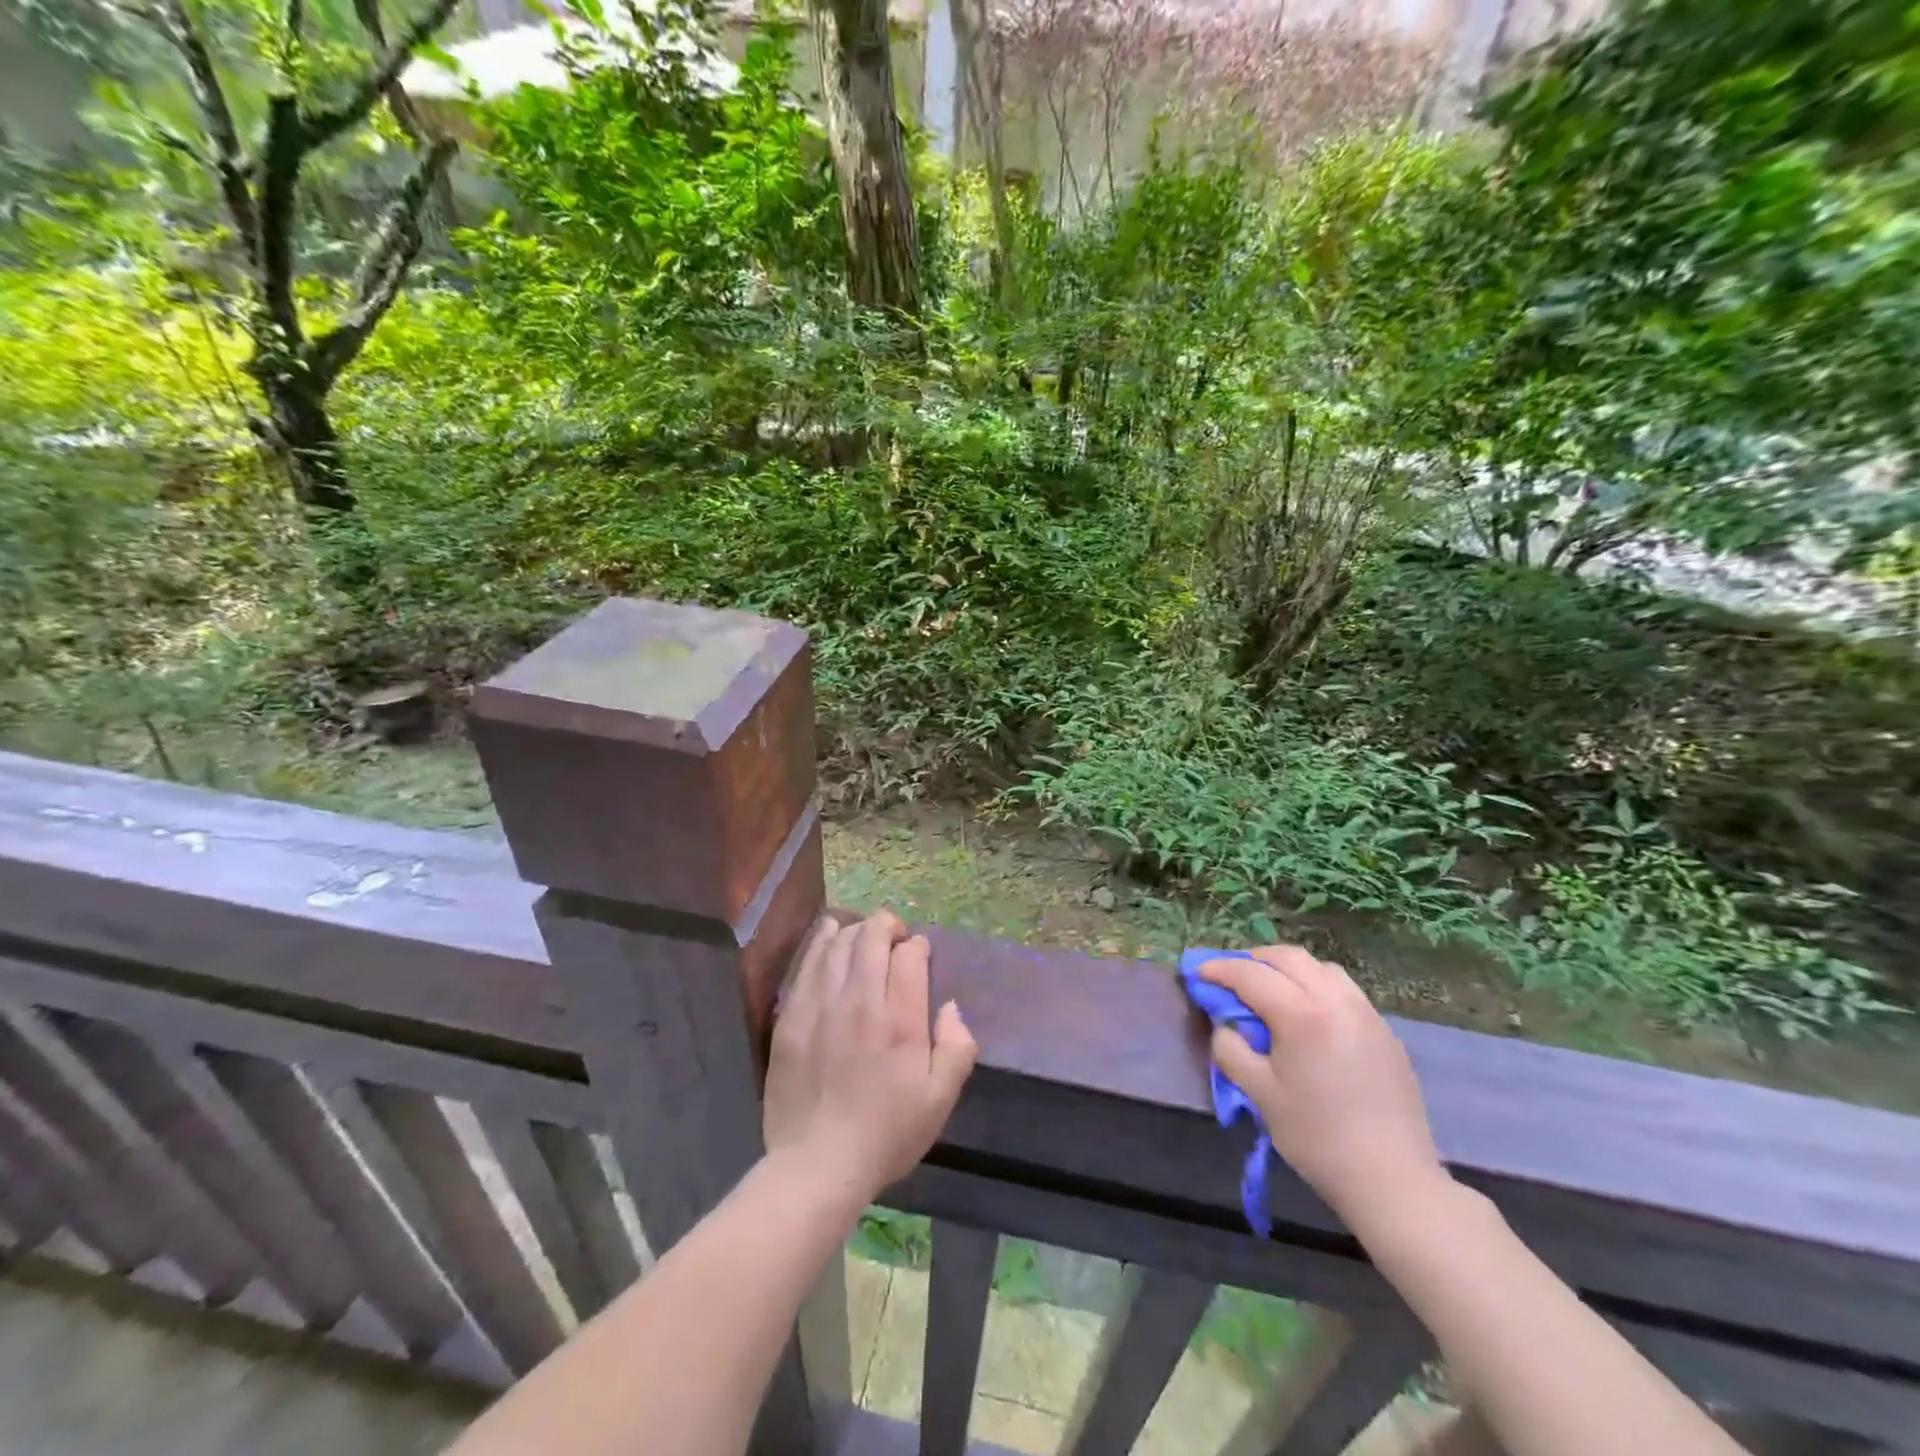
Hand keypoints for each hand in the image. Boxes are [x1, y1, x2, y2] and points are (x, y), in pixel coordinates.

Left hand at [764, 911, 977, 1199]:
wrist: (817, 1163)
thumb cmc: (886, 1133)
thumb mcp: (940, 1099)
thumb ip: (957, 1047)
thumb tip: (950, 1007)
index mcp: (901, 1020)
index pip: (909, 955)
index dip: (917, 947)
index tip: (919, 957)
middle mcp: (860, 1001)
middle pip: (872, 938)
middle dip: (887, 926)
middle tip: (894, 937)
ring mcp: (821, 1004)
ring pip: (839, 944)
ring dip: (856, 930)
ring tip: (864, 935)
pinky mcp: (791, 1014)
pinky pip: (808, 963)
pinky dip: (822, 941)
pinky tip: (829, 934)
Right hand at [1201, 946, 1448, 1231]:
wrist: (1392, 1181)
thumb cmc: (1317, 1137)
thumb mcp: (1259, 1093)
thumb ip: (1231, 1049)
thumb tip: (1226, 1026)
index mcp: (1302, 1014)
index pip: (1251, 975)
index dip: (1220, 970)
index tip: (1199, 973)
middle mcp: (1336, 1001)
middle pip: (1289, 958)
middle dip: (1254, 960)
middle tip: (1232, 978)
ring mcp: (1366, 1014)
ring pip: (1321, 968)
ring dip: (1289, 970)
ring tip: (1272, 991)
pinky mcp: (1385, 1033)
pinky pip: (1345, 991)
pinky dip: (1317, 988)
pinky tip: (1310, 1017)